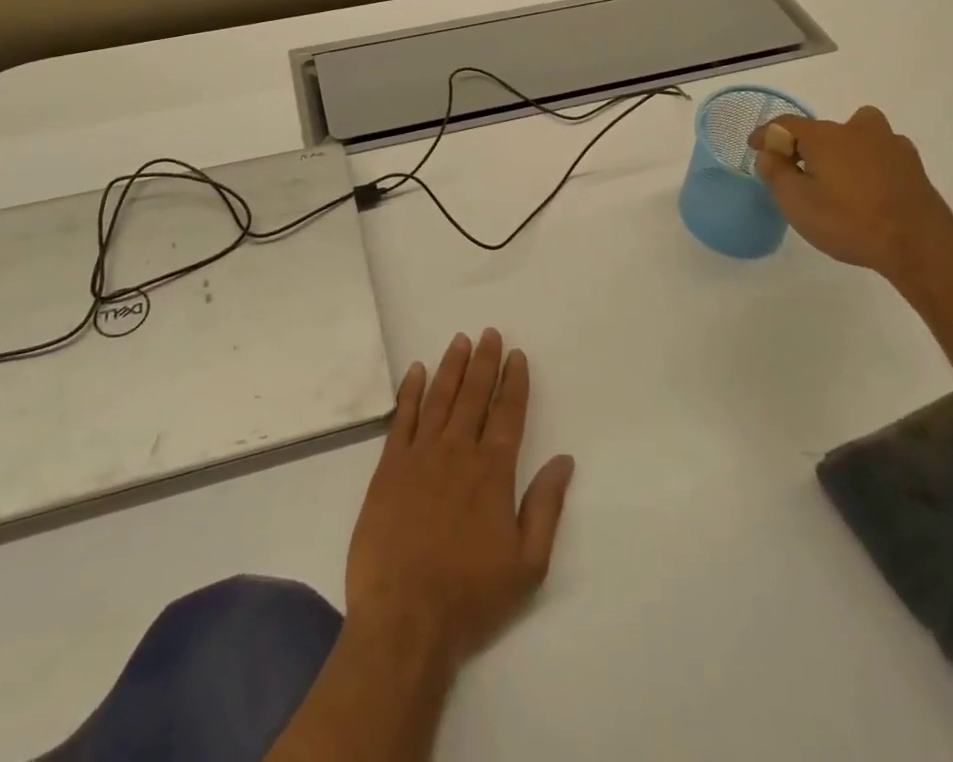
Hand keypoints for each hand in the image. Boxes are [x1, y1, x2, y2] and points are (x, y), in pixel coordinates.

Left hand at [345, 330, 574, 672]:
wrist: (404, 618)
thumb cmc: (470, 596)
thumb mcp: (526, 564)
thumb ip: (546, 507)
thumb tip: (564, 460)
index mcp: (493, 472)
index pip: (508, 414)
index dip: (514, 381)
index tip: (517, 354)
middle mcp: (458, 452)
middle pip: (474, 395)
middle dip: (484, 362)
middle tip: (489, 333)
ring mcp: (420, 456)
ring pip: (440, 398)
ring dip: (451, 366)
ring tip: (460, 340)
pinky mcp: (388, 467)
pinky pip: (402, 418)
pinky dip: (411, 391)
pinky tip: (417, 370)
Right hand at [749, 105, 952, 280]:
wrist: (919, 245)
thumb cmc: (849, 221)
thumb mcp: (796, 203)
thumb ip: (776, 173)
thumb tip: (769, 153)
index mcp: (825, 136)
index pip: (785, 125)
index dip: (766, 134)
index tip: (754, 146)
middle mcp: (857, 130)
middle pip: (822, 128)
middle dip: (804, 144)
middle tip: (795, 169)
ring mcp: (890, 145)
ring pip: (857, 133)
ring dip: (842, 146)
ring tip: (836, 174)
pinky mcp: (912, 165)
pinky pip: (879, 152)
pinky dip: (867, 161)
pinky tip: (867, 186)